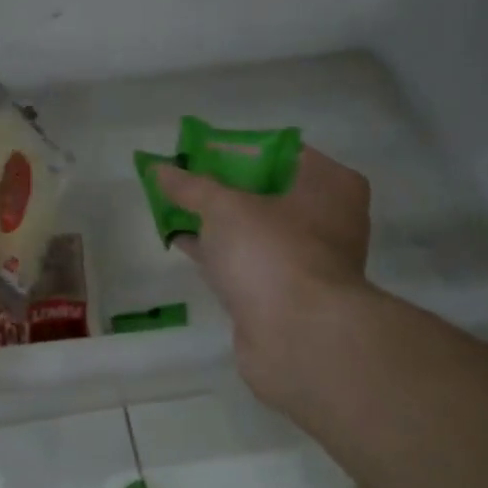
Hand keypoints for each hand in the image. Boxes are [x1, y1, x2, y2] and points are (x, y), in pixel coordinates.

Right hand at [152, 148, 372, 410]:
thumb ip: (190, 186)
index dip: (234, 149)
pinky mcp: (284, 293)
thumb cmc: (272, 253)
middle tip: (181, 178)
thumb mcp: (224, 207)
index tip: (196, 151)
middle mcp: (327, 219)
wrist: (298, 338)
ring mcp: (306, 260)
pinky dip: (218, 251)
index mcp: (329, 185)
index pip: (279, 152)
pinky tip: (181, 241)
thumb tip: (158, 166)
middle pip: (265, 191)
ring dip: (216, 220)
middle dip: (221, 186)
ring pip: (253, 229)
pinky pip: (246, 260)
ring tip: (172, 206)